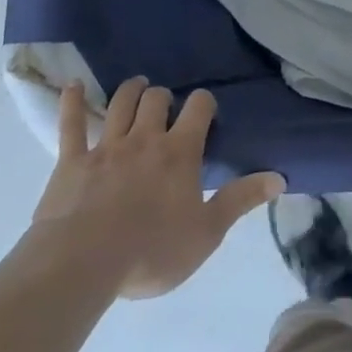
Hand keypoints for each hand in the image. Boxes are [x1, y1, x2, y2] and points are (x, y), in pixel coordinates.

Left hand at [25, 77, 283, 300]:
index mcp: (180, 152)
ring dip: (130, 91)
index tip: (205, 111)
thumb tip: (280, 177)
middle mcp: (145, 138)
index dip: (204, 103)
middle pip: (156, 99)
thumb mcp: (207, 233)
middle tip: (165, 107)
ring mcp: (106, 147)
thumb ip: (241, 200)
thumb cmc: (151, 251)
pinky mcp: (71, 161)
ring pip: (120, 103)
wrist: (82, 265)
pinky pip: (71, 124)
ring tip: (137, 87)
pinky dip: (73, 101)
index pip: (198, 108)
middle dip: (163, 98)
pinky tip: (74, 85)